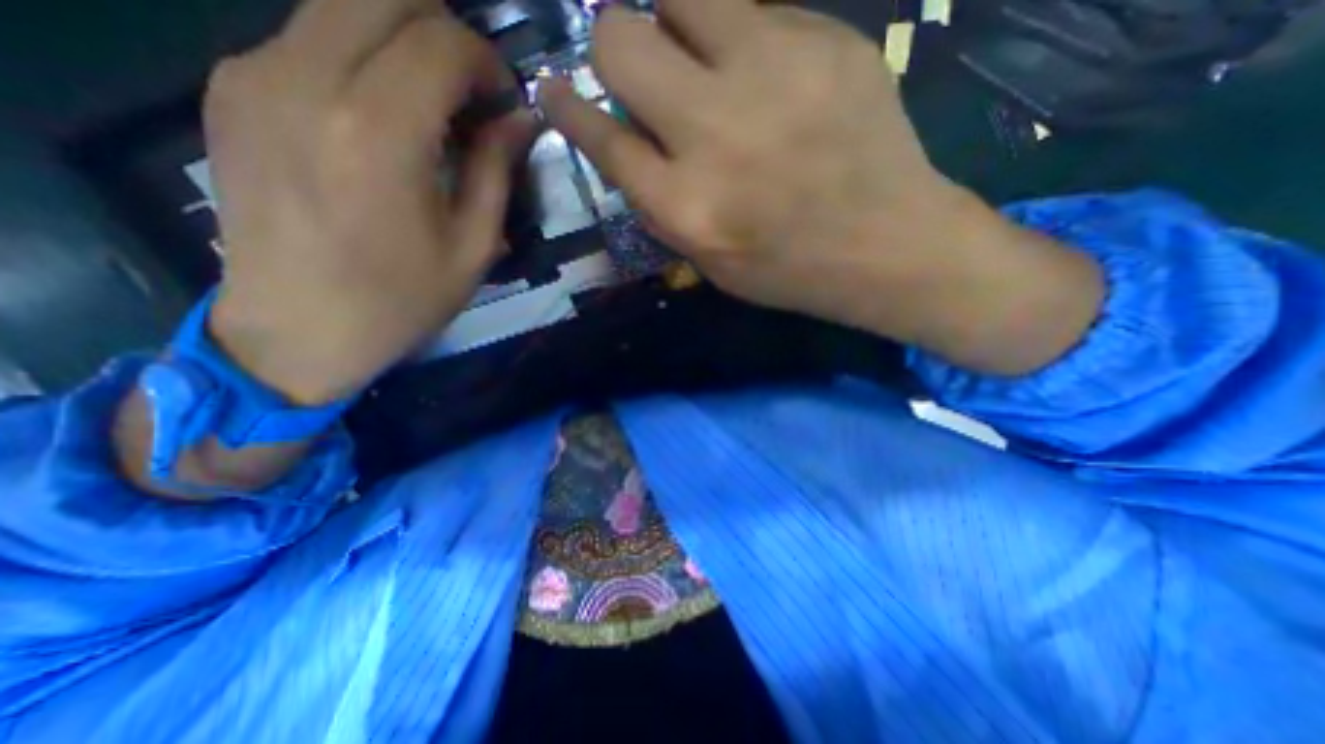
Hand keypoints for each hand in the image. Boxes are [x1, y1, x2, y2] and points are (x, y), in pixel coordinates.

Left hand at [202, 0, 529, 404]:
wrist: (297, 329)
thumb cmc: (401, 299)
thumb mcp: (473, 247)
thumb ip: (497, 171)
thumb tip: (521, 120)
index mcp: (378, 135)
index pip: (441, 41)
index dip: (487, 62)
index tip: (505, 102)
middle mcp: (305, 81)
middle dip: (445, 33)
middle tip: (473, 92)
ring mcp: (254, 75)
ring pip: (340, 5)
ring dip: (402, 41)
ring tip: (433, 106)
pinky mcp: (231, 88)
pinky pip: (309, 38)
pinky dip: (360, 58)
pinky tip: (381, 118)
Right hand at [538, 0, 1110, 371]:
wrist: (886, 245)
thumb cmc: (789, 270)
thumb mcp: (709, 262)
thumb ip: (660, 204)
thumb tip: (628, 142)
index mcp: (685, 205)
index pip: (601, 136)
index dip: (568, 108)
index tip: (553, 90)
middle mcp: (713, 132)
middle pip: (620, 39)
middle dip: (615, 49)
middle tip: (640, 73)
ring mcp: (770, 74)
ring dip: (675, 26)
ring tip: (701, 63)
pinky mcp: (824, 40)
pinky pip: (752, 9)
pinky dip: (739, 37)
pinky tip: (765, 77)